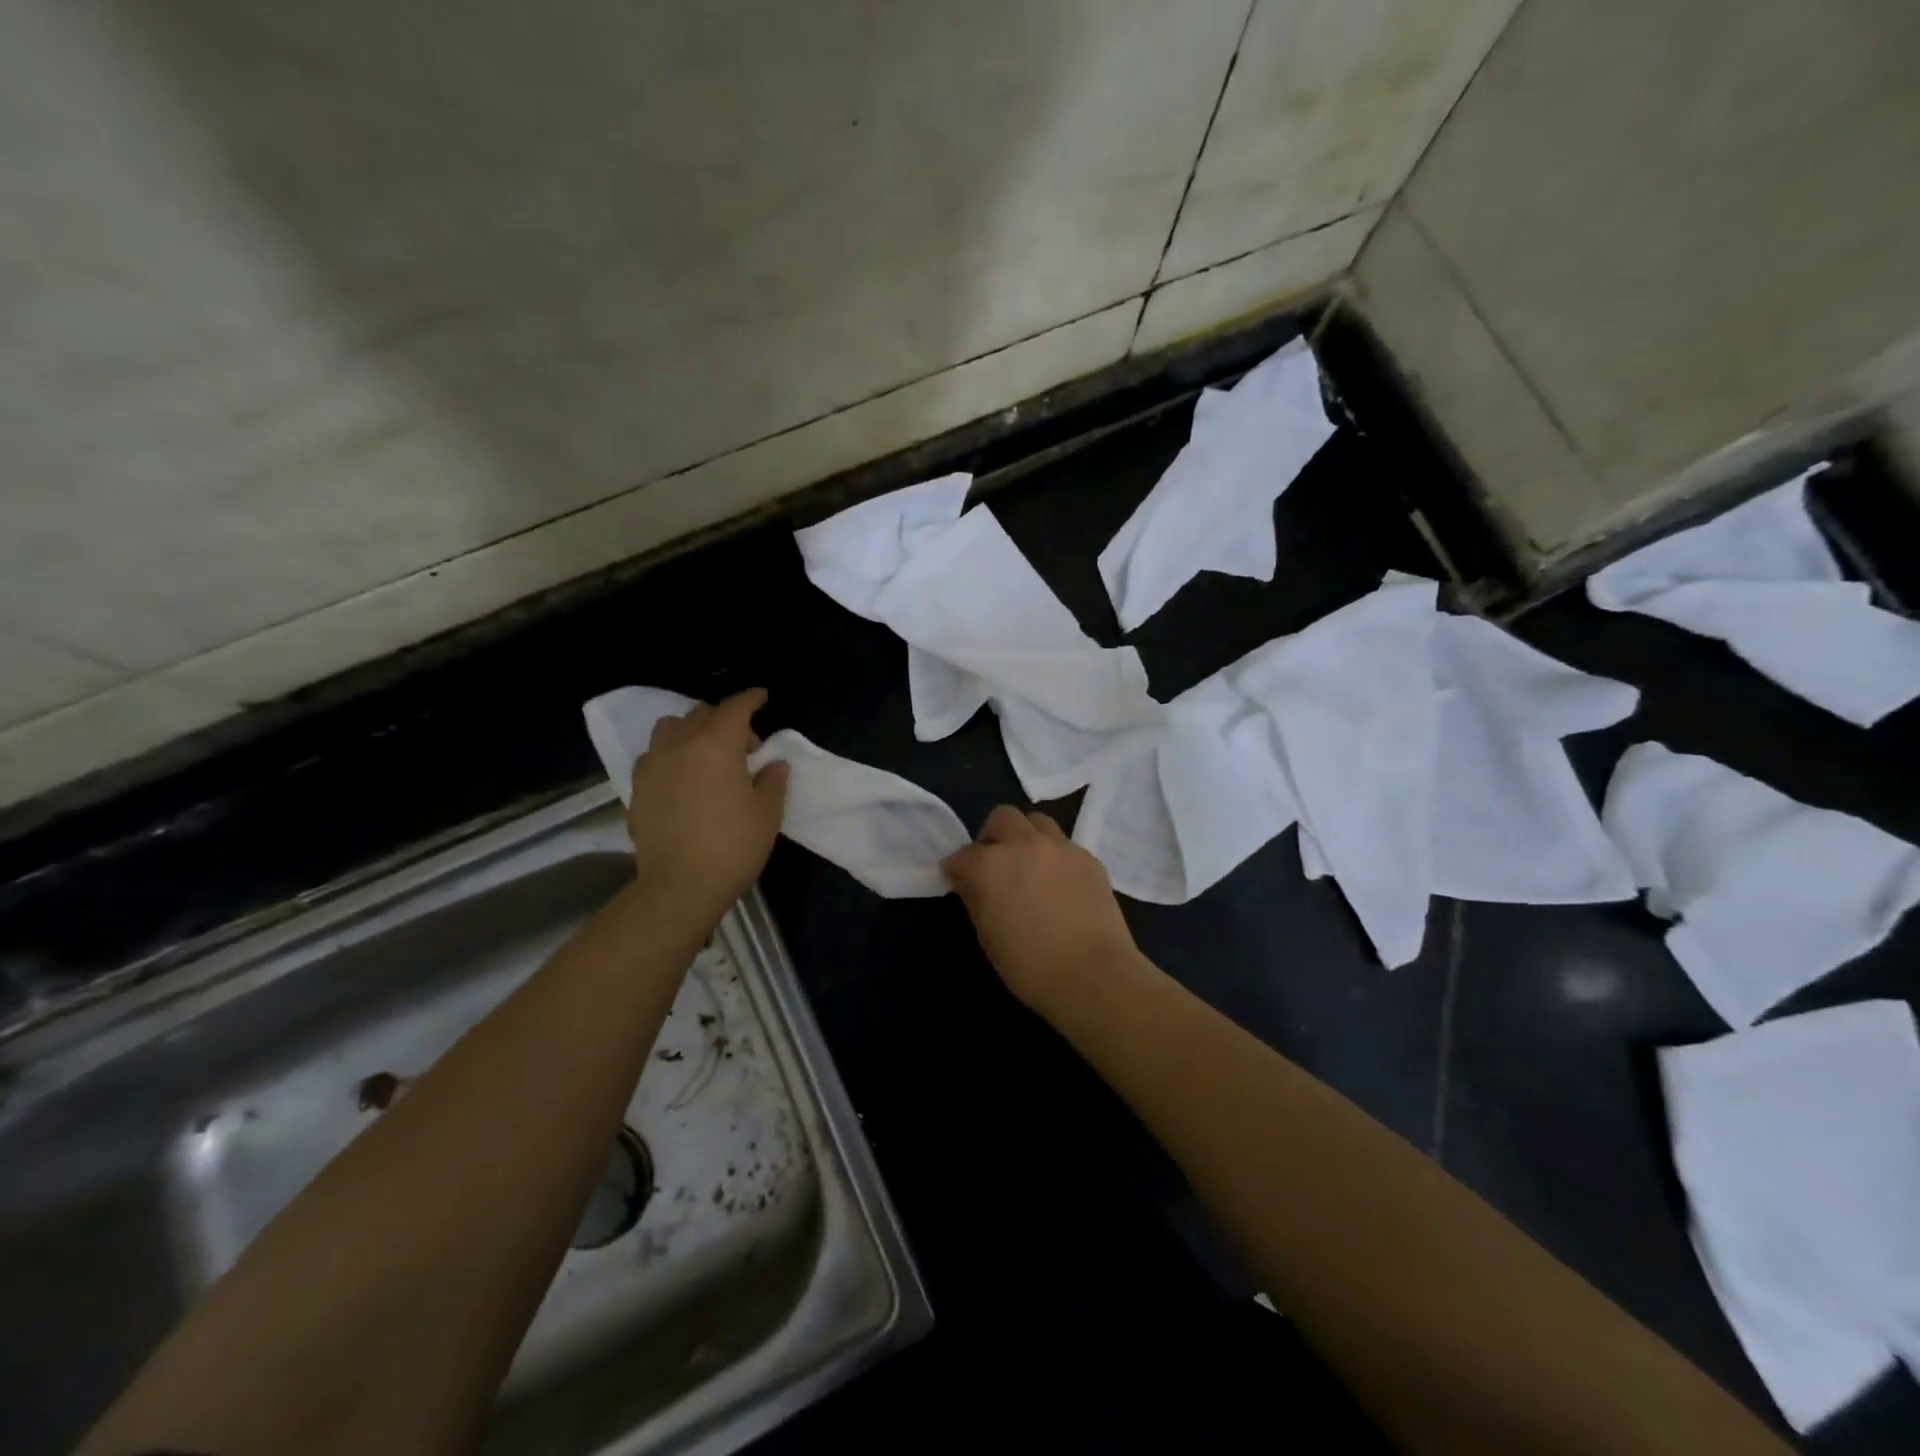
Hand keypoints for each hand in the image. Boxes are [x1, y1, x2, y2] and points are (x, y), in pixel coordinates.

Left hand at [627, 689, 789, 912]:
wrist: (680, 885)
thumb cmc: (733, 846)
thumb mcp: (767, 813)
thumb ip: (773, 781)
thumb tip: (774, 763)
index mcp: (716, 745)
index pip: (735, 708)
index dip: (751, 699)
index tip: (762, 696)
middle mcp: (680, 745)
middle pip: (701, 714)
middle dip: (724, 719)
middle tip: (744, 745)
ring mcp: (653, 765)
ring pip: (670, 728)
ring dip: (691, 730)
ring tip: (706, 753)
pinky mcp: (638, 788)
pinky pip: (654, 755)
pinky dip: (671, 754)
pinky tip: (682, 776)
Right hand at [942, 805, 1143, 1017]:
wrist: (1093, 974)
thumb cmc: (1029, 966)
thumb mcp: (987, 936)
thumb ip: (975, 898)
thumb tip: (970, 882)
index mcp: (990, 865)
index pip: (961, 855)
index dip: (957, 869)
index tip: (960, 882)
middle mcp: (1023, 844)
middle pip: (1001, 818)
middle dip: (992, 837)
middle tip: (995, 865)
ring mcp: (1060, 847)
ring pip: (1036, 822)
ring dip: (1026, 837)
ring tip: (1029, 866)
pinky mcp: (1088, 857)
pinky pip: (1064, 845)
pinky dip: (1054, 856)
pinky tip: (1059, 884)